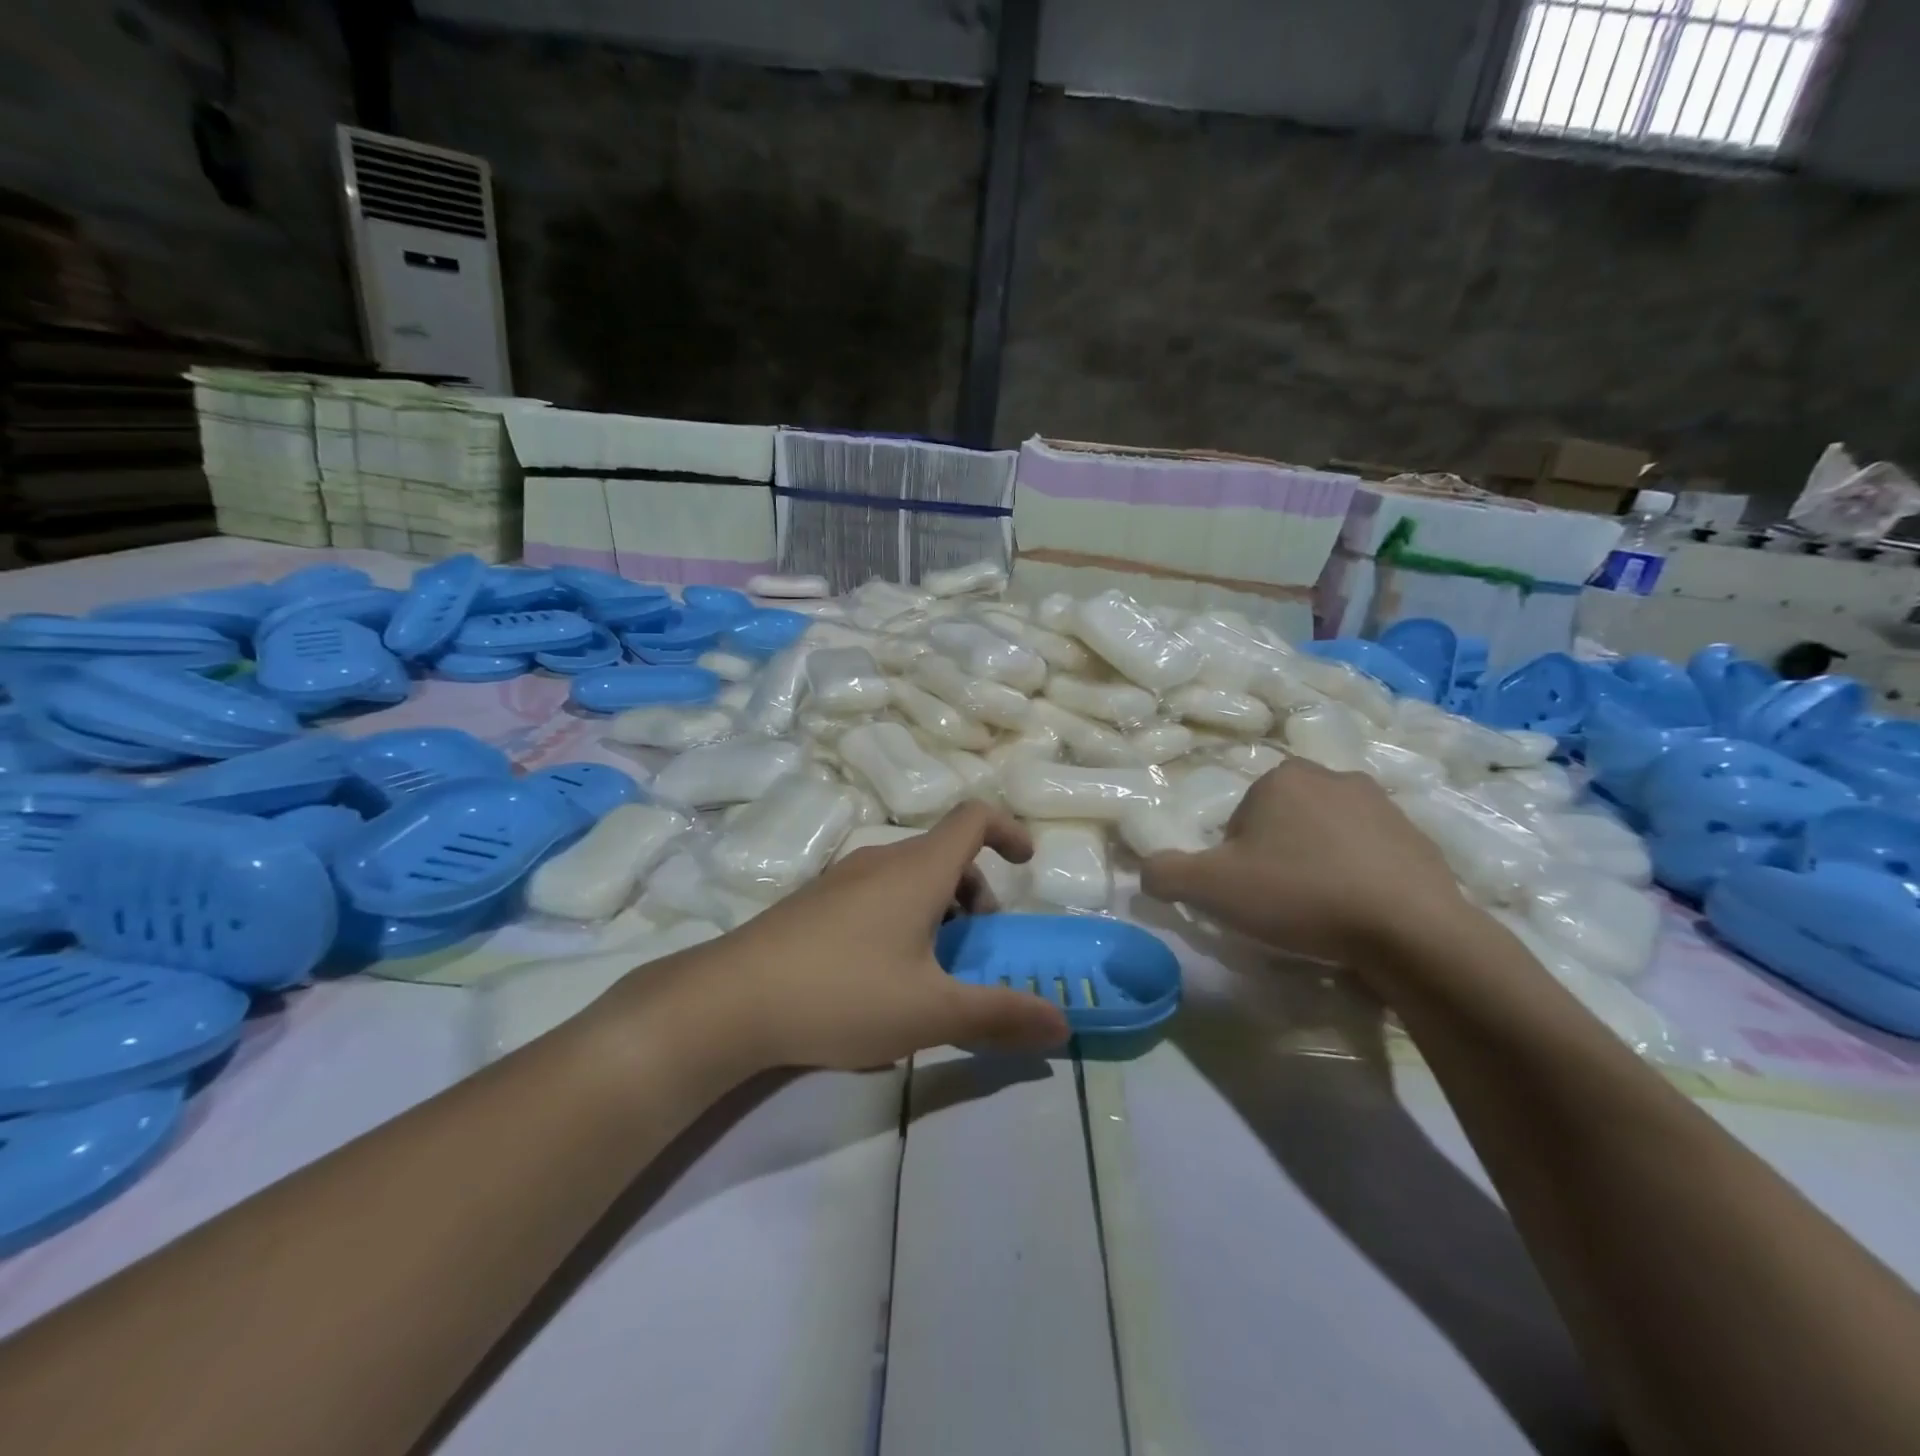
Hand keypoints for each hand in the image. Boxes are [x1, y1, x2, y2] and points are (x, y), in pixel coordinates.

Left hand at [627, 804, 1070, 1074]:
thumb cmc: (843, 993)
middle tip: (975, 947)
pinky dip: (900, 916)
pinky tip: (879, 977)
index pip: (973, 818)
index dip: (1008, 830)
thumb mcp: (931, 1012)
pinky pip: (874, 893)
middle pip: (944, 853)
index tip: (1027, 864)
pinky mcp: (812, 903)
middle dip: (975, 892)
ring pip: (907, 876)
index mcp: (917, 870)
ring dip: (937, 908)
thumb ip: (1000, 1016)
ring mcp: (840, 879)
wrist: (730, 1000)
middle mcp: (880, 860)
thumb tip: (1064, 1027)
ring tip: (930, 968)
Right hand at [1142, 758, 1462, 962]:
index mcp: (1281, 778)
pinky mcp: (1421, 840)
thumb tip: (1146, 871)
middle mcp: (1333, 777)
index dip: (1235, 861)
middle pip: (1282, 826)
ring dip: (1318, 869)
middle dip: (1277, 860)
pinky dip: (1360, 881)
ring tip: (1324, 917)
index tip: (1250, 895)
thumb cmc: (1301, 895)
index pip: (1239, 821)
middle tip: (1282, 908)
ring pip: (1327, 839)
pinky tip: (1361, 917)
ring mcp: (1384, 806)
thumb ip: (1165, 873)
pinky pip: (1371, 858)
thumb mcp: (1212, 888)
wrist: (1412, 932)